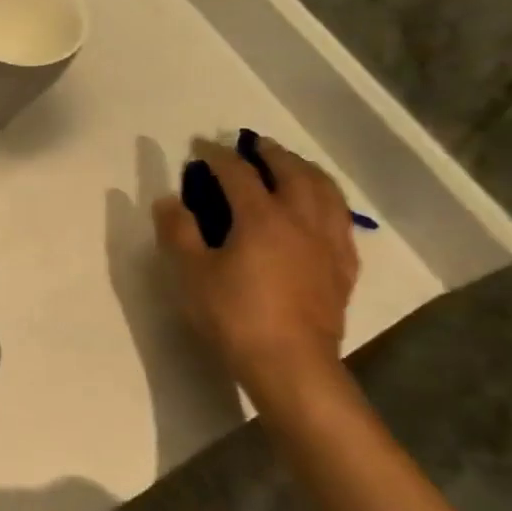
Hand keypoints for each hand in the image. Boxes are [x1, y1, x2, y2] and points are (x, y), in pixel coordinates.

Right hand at [152, 136, 359, 411]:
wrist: (291, 365)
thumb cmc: (234, 316)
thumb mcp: (191, 274)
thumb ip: (177, 231)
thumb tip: (168, 199)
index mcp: (261, 217)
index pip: (238, 173)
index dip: (218, 155)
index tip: (201, 146)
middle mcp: (300, 220)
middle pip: (292, 172)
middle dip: (271, 153)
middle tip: (254, 145)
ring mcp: (328, 244)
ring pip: (326, 192)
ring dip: (306, 170)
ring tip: (292, 166)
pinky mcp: (343, 268)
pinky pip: (341, 222)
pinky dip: (328, 203)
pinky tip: (321, 210)